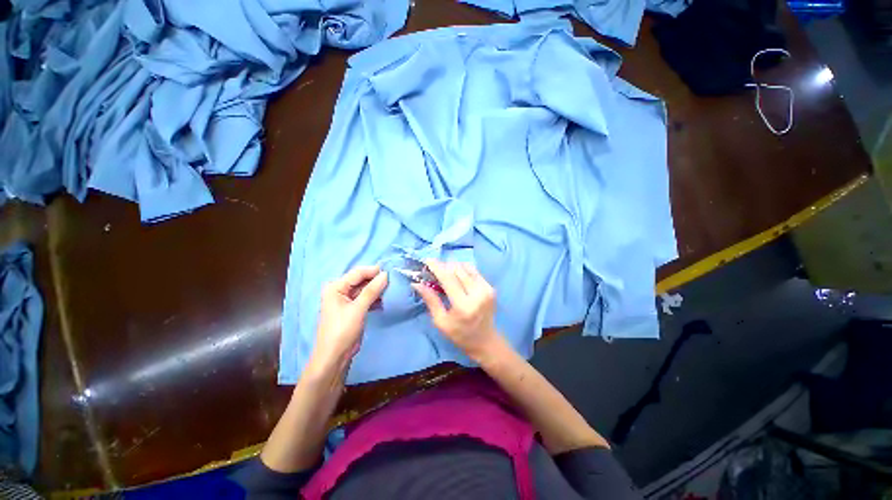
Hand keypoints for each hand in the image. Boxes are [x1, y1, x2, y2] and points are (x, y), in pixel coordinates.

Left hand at [309, 266, 387, 375]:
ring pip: (365, 289)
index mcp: (336, 287)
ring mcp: (347, 300)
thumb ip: (372, 290)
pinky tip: (385, 300)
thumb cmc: (342, 330)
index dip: (374, 271)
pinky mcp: (354, 309)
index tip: (391, 271)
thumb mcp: (358, 309)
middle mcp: (340, 290)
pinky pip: (366, 298)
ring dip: (378, 289)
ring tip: (392, 289)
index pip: (357, 273)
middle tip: (394, 280)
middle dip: (377, 280)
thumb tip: (386, 274)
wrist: (335, 356)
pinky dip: (375, 298)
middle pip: (361, 280)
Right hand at [413, 260, 501, 362]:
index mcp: (463, 305)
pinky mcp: (491, 287)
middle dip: (444, 266)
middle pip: (458, 270)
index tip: (428, 260)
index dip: (437, 267)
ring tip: (445, 273)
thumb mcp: (441, 321)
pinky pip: (474, 271)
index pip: (448, 279)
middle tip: (435, 269)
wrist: (486, 340)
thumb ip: (431, 300)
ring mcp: (486, 289)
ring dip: (454, 266)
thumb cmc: (460, 334)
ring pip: (466, 267)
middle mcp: (477, 294)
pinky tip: (457, 276)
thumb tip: (417, 283)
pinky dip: (463, 270)